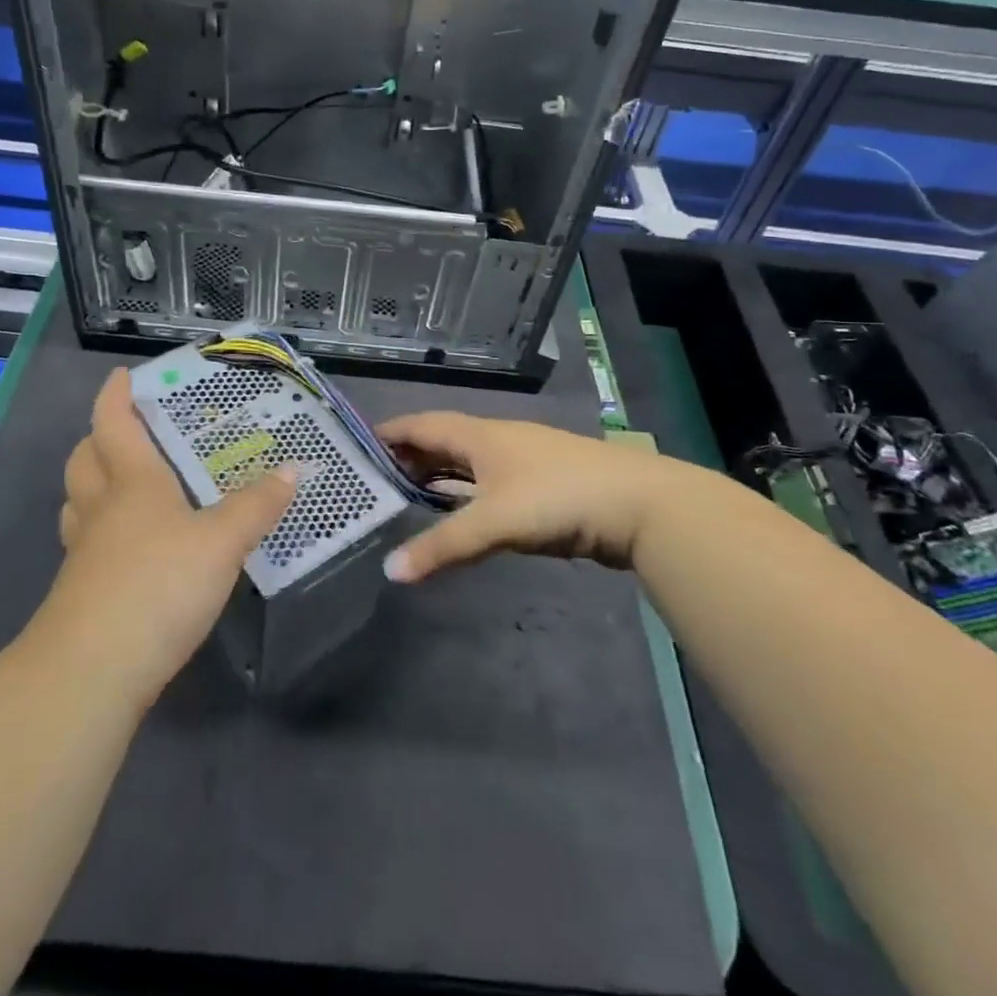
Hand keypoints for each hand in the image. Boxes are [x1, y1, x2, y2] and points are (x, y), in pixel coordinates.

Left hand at [42, 368, 296, 706]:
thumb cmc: (158, 585)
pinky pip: (87, 544)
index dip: (115, 397)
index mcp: (132, 483)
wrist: (92, 672)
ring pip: (77, 503)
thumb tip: (293, 469)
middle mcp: (101, 510)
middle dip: (98, 438)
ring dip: (92, 484)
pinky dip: (102, 531)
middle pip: (85, 461)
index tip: (121, 376)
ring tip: (122, 483)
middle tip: (125, 430)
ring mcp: (85, 554)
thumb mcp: (222, 542)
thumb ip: (258, 506)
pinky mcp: (82, 594)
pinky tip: (130, 547)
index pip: (114, 425)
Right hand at [377, 412, 719, 581]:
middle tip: (375, 479)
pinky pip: (487, 484)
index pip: (422, 424)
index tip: (357, 446)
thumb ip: (443, 546)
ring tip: (407, 496)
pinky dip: (465, 495)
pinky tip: (459, 514)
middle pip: (443, 441)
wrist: (638, 504)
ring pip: (467, 463)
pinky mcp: (541, 487)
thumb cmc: (558, 498)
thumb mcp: (495, 521)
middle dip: (409, 456)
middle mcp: (497, 440)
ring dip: (438, 476)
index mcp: (480, 435)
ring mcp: (522, 462)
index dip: (390, 432)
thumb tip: (390, 571)